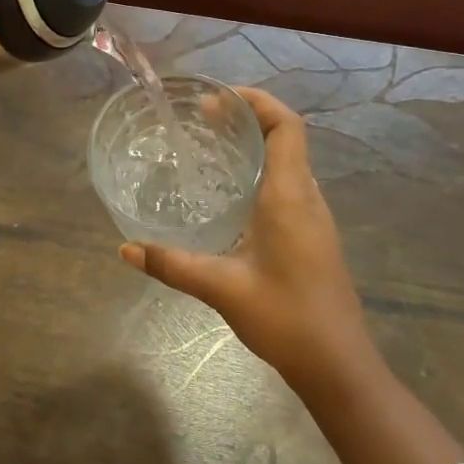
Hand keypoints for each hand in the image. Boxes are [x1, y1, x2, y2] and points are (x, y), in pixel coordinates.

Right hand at [119, 88, 377, 397]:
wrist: (338, 365)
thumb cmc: (285, 317)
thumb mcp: (222, 288)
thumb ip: (172, 264)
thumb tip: (126, 249)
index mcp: (289, 195)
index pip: (286, 125)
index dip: (257, 101)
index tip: (218, 98)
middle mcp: (306, 197)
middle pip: (286, 137)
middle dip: (247, 118)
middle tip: (203, 118)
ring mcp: (314, 217)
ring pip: (289, 161)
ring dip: (255, 144)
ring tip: (212, 146)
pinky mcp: (313, 235)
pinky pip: (289, 184)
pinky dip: (261, 171)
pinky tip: (231, 193)